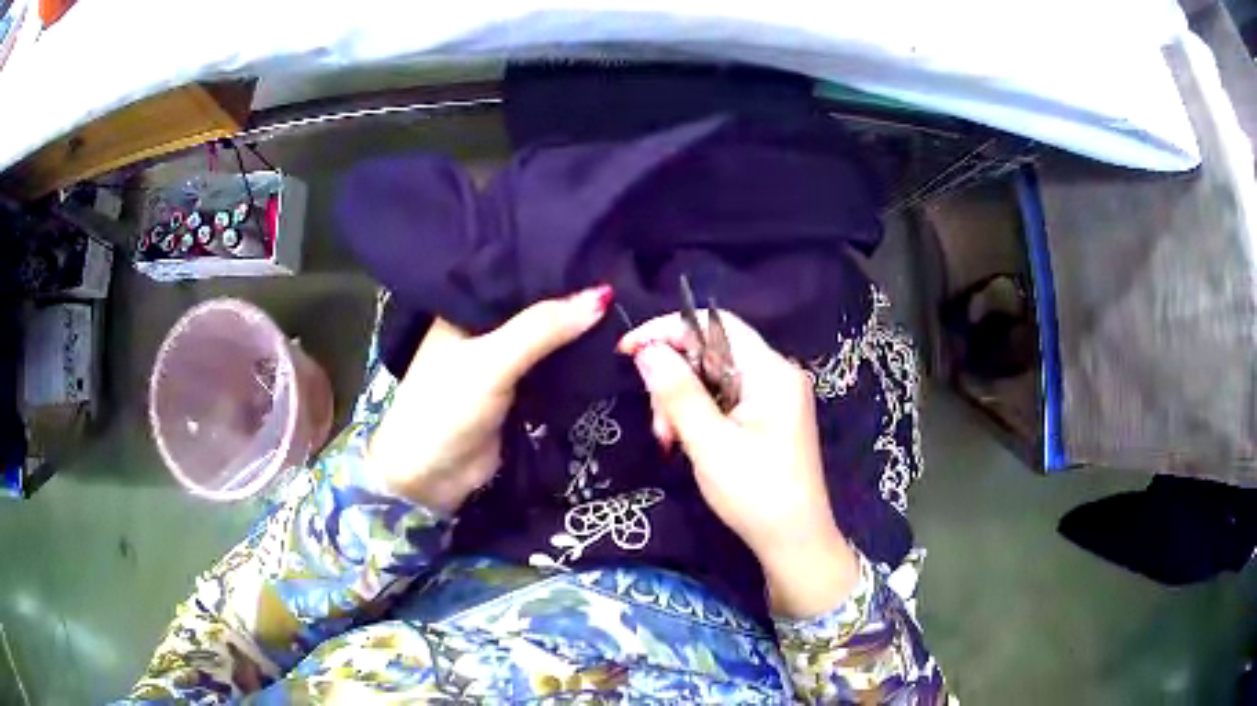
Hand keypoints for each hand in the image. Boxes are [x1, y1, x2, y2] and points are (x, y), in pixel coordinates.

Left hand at [368, 286, 611, 513]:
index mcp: (466, 307)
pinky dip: (575, 361)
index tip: (603, 249)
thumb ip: (543, 327)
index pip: (516, 272)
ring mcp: (501, 362)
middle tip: (625, 274)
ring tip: (628, 302)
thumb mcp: (492, 360)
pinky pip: (553, 369)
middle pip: (536, 307)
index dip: (555, 263)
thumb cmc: (447, 407)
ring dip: (577, 331)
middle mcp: (484, 328)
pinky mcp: (518, 393)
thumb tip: (604, 295)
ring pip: (547, 338)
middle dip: (573, 298)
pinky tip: (610, 342)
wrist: (431, 478)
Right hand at [618, 312, 858, 617]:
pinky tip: (686, 442)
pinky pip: (724, 398)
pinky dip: (699, 415)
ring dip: (682, 402)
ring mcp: (774, 396)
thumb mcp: (710, 445)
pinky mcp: (767, 417)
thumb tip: (646, 349)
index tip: (628, 351)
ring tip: (671, 442)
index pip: (716, 325)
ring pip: (712, 377)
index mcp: (771, 373)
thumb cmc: (756, 495)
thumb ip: (678, 394)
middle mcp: (776, 375)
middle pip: (711, 351)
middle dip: (675, 380)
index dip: (668, 329)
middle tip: (660, 426)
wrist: (795, 542)